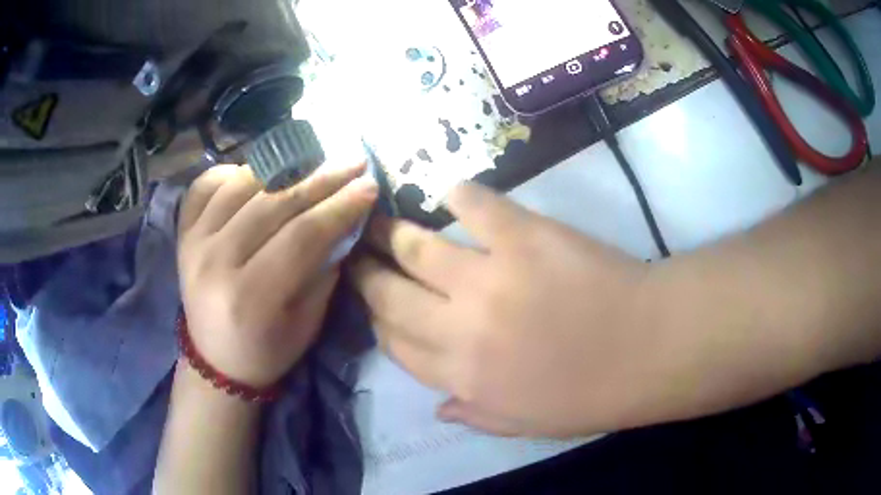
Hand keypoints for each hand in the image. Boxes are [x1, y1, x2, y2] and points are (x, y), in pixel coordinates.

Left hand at [178, 163, 376, 387]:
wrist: (215, 360)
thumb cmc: (267, 350)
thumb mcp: (308, 323)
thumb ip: (325, 269)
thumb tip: (344, 219)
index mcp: (250, 297)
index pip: (303, 235)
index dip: (340, 207)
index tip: (370, 186)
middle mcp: (216, 262)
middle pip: (274, 203)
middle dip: (321, 179)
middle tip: (353, 163)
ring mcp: (194, 243)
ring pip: (242, 185)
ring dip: (283, 167)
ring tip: (313, 161)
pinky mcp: (182, 233)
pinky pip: (206, 184)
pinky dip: (234, 171)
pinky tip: (258, 173)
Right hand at [351, 183, 663, 437]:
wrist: (647, 348)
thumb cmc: (591, 393)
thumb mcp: (527, 423)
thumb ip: (476, 415)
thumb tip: (438, 408)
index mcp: (462, 376)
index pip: (396, 345)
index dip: (380, 323)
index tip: (378, 306)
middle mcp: (460, 328)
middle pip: (391, 296)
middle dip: (366, 275)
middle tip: (358, 255)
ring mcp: (489, 278)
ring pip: (416, 249)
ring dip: (392, 233)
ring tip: (380, 221)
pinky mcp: (522, 236)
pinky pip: (475, 206)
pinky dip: (459, 196)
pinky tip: (454, 196)